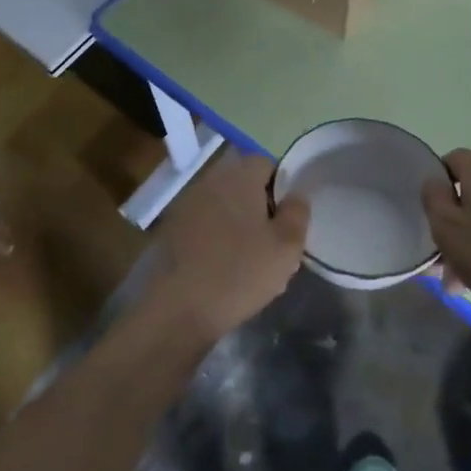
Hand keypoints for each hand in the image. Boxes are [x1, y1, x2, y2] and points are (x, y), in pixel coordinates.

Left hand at [141, 152, 308, 343]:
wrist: (180, 307)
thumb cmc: (240, 271)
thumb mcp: (287, 246)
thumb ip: (298, 212)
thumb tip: (296, 195)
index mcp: (239, 176)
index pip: (266, 163)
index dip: (282, 187)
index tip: (288, 218)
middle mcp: (210, 181)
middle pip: (244, 184)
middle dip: (261, 208)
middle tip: (274, 242)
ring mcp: (187, 204)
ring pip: (224, 206)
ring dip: (239, 224)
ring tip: (251, 260)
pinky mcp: (172, 229)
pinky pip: (205, 224)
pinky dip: (217, 238)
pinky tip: (224, 268)